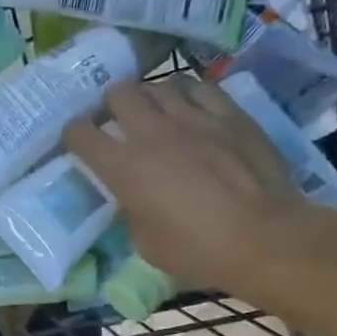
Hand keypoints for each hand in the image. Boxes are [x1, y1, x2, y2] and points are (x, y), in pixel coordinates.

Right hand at [63, 76, 312, 294]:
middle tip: (117, 120)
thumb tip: (133, 196)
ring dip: (149, 96)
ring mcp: (193, 118)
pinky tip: (189, 105)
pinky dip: (186, 93)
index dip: (73, 135)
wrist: (263, 238)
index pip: (81, 134)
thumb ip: (131, 210)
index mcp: (123, 167)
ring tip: (154, 111)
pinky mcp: (229, 115)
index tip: (77, 142)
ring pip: (158, 84)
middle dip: (111, 105)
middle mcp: (151, 133)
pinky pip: (199, 88)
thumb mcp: (144, 242)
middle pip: (118, 94)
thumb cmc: (197, 251)